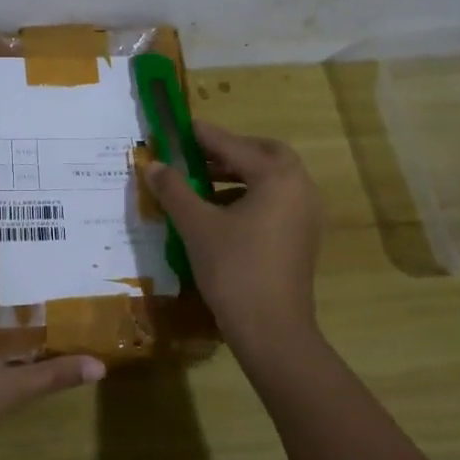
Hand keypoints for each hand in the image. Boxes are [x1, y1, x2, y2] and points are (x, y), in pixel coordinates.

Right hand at [142, 122, 323, 358]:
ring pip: (273, 178)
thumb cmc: (234, 270)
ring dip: (240, 173)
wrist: (272, 331)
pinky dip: (251, 195)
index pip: (235, 145)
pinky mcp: (302, 237)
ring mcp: (305, 214)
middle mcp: (299, 188)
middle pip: (266, 154)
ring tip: (203, 181)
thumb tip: (153, 165)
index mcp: (277, 177)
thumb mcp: (196, 226)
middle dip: (232, 150)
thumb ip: (175, 190)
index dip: (204, 136)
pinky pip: (277, 200)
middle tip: (199, 154)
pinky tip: (221, 212)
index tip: (181, 127)